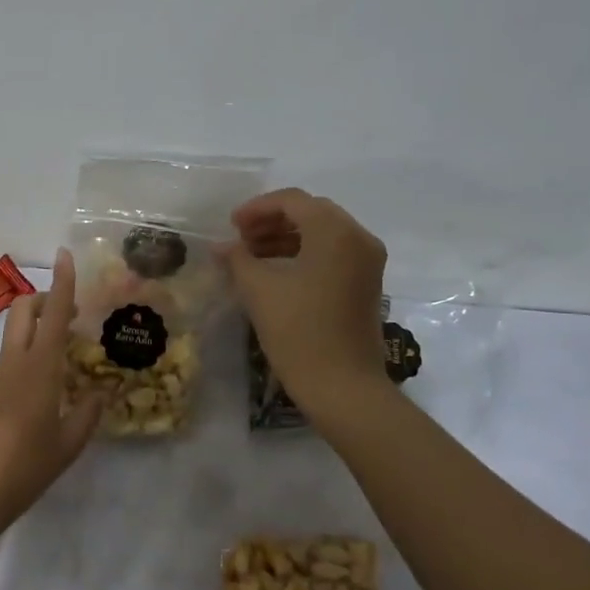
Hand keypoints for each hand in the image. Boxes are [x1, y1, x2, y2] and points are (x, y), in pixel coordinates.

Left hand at [0, 248, 101, 534]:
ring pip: (16, 335)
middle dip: (45, 299)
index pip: (54, 313)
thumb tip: (101, 393)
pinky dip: (29, 356)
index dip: (62, 282)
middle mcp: (14, 363)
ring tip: (66, 357)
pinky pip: (10, 360)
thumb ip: (86, 414)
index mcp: (39, 368)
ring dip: (38, 329)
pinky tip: (45, 390)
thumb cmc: (24, 467)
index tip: (65, 255)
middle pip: (24, 311)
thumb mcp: (67, 445)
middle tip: (71, 314)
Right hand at [218, 189, 389, 400]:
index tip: (230, 226)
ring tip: (251, 256)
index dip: (257, 208)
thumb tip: (222, 247)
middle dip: (272, 221)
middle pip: (310, 213)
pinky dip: (303, 254)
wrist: (344, 388)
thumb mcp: (259, 291)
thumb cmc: (299, 333)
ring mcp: (367, 263)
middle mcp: (358, 238)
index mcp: (335, 232)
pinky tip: (275, 273)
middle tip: (240, 238)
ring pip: (322, 234)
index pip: (293, 201)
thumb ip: (238, 259)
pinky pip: (332, 254)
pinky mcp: (366, 284)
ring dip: (285, 238)